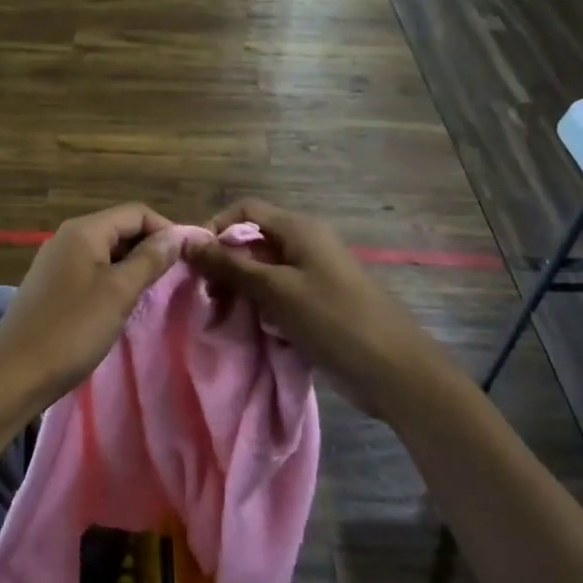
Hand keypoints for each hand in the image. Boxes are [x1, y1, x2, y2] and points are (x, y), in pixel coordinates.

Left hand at [0, 204, 181, 415]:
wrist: (14, 374)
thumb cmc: (71, 329)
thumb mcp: (119, 292)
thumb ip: (150, 259)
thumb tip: (178, 235)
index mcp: (84, 230)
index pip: (137, 212)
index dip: (167, 229)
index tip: (191, 257)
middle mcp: (68, 237)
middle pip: (121, 228)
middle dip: (151, 247)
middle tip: (178, 277)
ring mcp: (57, 262)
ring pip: (107, 252)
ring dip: (134, 266)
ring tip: (156, 292)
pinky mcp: (52, 286)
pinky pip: (92, 271)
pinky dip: (114, 280)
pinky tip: (124, 304)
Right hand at [184, 199, 449, 418]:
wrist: (395, 372)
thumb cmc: (334, 320)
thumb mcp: (276, 290)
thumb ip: (230, 265)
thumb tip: (186, 242)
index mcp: (300, 229)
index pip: (246, 211)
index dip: (216, 228)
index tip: (192, 261)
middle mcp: (306, 245)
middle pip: (253, 242)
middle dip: (224, 264)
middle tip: (204, 296)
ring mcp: (314, 277)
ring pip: (263, 272)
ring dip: (239, 289)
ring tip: (221, 316)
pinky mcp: (318, 306)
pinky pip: (278, 297)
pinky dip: (259, 308)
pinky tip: (247, 329)